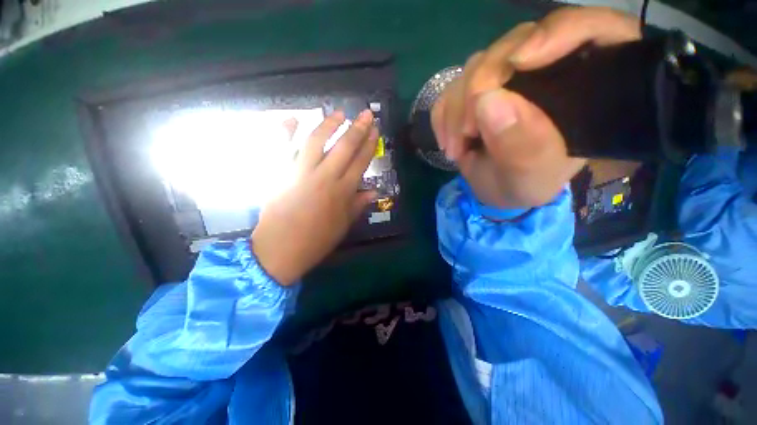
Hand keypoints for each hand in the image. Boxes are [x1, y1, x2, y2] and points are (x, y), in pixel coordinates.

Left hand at [252, 110, 378, 285]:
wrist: (281, 249)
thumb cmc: (317, 240)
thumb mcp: (343, 225)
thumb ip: (358, 205)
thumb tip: (374, 191)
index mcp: (342, 192)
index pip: (361, 162)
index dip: (369, 145)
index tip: (375, 131)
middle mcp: (325, 178)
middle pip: (344, 148)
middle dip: (357, 129)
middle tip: (365, 113)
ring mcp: (301, 173)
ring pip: (316, 142)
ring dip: (328, 125)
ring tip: (338, 113)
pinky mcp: (280, 173)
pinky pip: (282, 148)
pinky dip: (285, 132)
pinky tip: (292, 119)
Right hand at [432, 7, 639, 208]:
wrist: (498, 188)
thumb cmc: (526, 184)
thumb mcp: (532, 177)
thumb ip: (521, 147)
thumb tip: (487, 100)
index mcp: (585, 85)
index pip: (590, 29)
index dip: (558, 32)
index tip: (519, 63)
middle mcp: (547, 69)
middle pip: (516, 43)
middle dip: (480, 87)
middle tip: (467, 132)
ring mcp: (507, 75)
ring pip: (475, 65)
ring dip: (456, 110)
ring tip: (456, 149)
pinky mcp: (477, 88)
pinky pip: (452, 86)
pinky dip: (443, 115)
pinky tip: (449, 141)